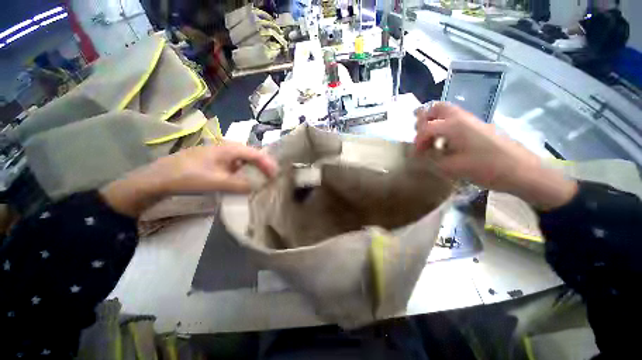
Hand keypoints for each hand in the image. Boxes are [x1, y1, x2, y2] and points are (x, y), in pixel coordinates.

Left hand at [147, 142, 277, 193]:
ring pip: (244, 158)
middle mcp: (227, 146)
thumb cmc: (188, 176)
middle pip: (252, 154)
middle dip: (263, 165)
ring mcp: (220, 152)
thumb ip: (240, 184)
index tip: (276, 176)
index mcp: (229, 148)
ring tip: (261, 178)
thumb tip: (257, 187)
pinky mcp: (215, 159)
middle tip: (271, 177)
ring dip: (254, 167)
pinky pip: (236, 163)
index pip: (256, 154)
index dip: (268, 164)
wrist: (160, 177)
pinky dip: (244, 170)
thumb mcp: (217, 182)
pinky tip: (243, 178)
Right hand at [415, 102, 576, 209]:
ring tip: (430, 138)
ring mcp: (472, 120)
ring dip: (434, 121)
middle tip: (419, 134)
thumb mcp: (452, 168)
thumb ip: (431, 160)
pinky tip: (445, 142)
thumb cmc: (486, 168)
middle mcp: (462, 117)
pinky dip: (445, 126)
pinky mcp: (479, 127)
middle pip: (437, 107)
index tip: (417, 155)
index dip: (418, 141)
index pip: (426, 127)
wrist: (522, 170)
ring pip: (447, 112)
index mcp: (453, 125)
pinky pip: (456, 120)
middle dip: (424, 119)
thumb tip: (420, 156)